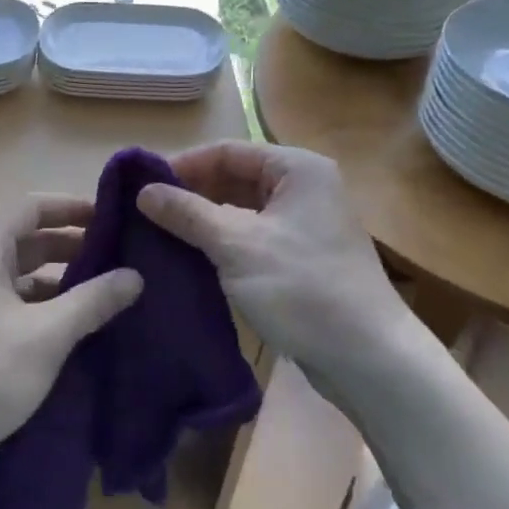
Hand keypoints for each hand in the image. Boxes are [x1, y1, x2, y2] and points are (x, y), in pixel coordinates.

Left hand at [0, 196, 142, 499]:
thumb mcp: (46, 335)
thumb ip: (92, 301)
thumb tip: (135, 275)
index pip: (33, 207)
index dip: (73, 208)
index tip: (113, 218)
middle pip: (29, 240)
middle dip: (73, 247)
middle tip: (121, 259)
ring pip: (22, 276)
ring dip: (61, 281)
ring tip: (107, 294)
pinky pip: (13, 304)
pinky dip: (44, 308)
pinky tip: (74, 328)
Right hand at [137, 142, 415, 398]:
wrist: (367, 357)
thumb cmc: (302, 288)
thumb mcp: (237, 245)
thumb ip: (188, 213)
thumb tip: (143, 192)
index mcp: (297, 169)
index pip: (227, 151)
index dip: (183, 165)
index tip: (141, 185)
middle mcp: (302, 188)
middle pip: (233, 178)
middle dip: (190, 193)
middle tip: (145, 213)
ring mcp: (302, 225)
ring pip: (240, 210)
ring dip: (202, 220)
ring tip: (158, 234)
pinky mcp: (298, 258)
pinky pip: (250, 237)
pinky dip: (220, 243)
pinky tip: (188, 258)